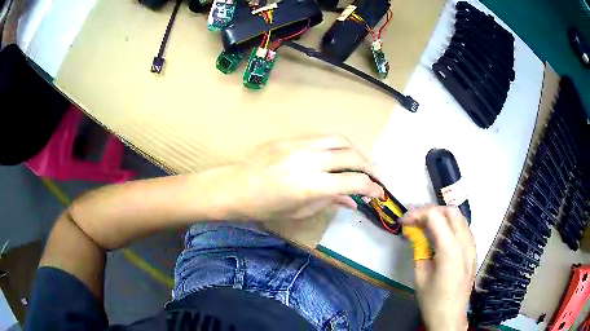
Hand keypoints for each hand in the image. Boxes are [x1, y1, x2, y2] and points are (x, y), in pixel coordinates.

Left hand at [223, 136, 383, 220]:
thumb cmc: (265, 207)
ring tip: (362, 162)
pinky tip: (339, 154)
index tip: (379, 192)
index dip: (371, 187)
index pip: (352, 181)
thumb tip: (353, 201)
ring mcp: (299, 145)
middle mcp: (308, 161)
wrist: (235, 187)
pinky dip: (337, 145)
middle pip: (351, 155)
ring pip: (339, 140)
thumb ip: (330, 202)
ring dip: (356, 151)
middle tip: (377, 176)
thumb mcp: (300, 211)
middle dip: (370, 166)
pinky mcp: (291, 138)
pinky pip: (322, 137)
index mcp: (309, 186)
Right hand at [402, 206, 475, 330]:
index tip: (404, 221)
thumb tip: (414, 232)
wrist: (450, 316)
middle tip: (415, 221)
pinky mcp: (473, 251)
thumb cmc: (432, 299)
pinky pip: (464, 228)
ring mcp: (472, 246)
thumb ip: (419, 248)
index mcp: (450, 250)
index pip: (435, 216)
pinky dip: (451, 225)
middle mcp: (464, 243)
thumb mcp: (420, 275)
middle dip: (431, 211)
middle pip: (450, 211)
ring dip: (442, 216)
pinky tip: (441, 236)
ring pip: (460, 217)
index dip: (417, 214)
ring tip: (427, 226)